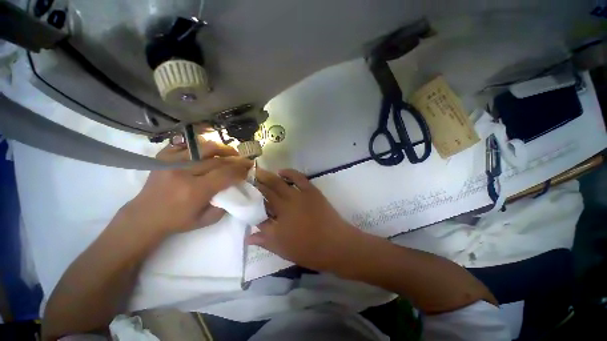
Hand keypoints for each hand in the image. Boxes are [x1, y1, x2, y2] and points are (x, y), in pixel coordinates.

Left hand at [125, 140, 252, 234]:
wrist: (144, 217)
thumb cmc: (177, 221)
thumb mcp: (206, 221)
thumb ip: (225, 205)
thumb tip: (236, 189)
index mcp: (195, 191)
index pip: (225, 174)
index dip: (240, 170)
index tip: (248, 170)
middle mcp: (183, 173)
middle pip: (217, 160)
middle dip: (236, 160)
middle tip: (245, 161)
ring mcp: (171, 162)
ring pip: (204, 148)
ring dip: (222, 149)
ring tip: (231, 153)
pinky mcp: (163, 157)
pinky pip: (187, 144)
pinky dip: (201, 145)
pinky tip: (210, 151)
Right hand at [249, 169, 362, 271]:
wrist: (336, 244)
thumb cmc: (309, 250)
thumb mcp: (283, 249)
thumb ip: (265, 240)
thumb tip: (248, 236)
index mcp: (277, 221)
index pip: (258, 207)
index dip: (249, 199)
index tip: (243, 193)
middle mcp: (285, 205)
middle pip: (266, 191)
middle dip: (255, 184)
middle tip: (246, 178)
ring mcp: (299, 196)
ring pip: (279, 183)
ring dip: (267, 177)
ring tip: (258, 172)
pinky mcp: (311, 191)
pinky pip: (298, 178)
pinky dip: (289, 172)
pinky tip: (281, 171)